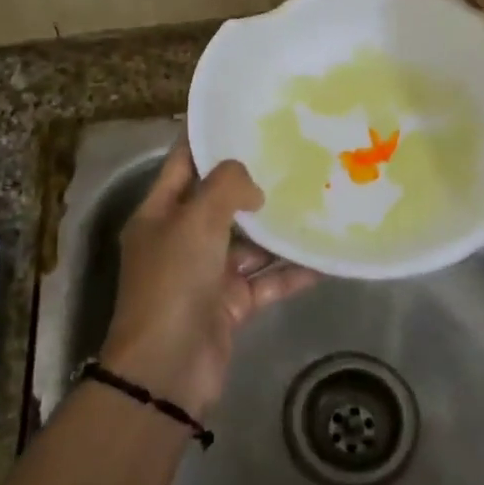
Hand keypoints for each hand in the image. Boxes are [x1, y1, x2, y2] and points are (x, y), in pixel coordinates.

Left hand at [100, 143, 317, 419]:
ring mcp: (206, 273)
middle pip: (219, 201)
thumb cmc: (173, 283)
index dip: (207, 137)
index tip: (241, 115)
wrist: (168, 369)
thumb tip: (253, 186)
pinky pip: (265, 279)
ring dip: (277, 230)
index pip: (183, 162)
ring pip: (248, 243)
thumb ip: (226, 187)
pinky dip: (291, 271)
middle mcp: (181, 239)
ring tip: (316, 200)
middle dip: (252, 182)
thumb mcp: (196, 222)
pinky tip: (323, 258)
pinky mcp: (230, 304)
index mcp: (159, 213)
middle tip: (293, 155)